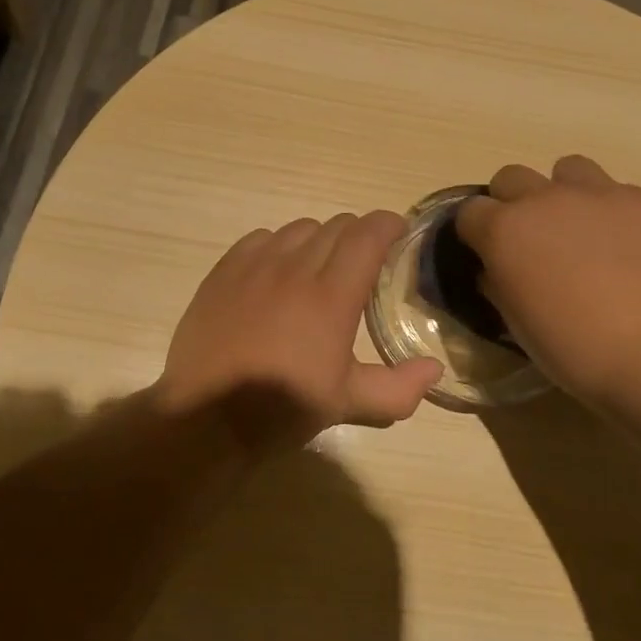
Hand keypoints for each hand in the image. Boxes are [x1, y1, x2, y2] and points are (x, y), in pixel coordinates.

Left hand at [157, 211, 442, 451]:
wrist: (206, 415)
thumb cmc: (282, 408)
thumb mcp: (347, 404)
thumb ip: (398, 387)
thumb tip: (434, 369)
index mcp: (331, 295)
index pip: (368, 234)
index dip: (389, 225)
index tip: (399, 233)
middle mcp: (295, 268)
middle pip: (337, 226)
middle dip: (359, 236)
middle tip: (364, 263)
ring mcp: (255, 265)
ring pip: (299, 228)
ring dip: (320, 240)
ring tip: (319, 267)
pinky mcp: (224, 271)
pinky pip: (261, 238)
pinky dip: (279, 245)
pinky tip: (278, 272)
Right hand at [456, 156, 640, 403]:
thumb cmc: (576, 350)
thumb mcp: (518, 325)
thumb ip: (500, 286)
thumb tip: (497, 271)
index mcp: (505, 230)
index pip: (470, 211)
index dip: (476, 232)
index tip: (488, 254)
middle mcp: (546, 199)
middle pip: (512, 177)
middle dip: (513, 202)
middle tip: (532, 240)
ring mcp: (600, 194)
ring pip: (569, 170)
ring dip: (565, 193)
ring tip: (583, 231)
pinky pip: (620, 193)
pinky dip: (616, 214)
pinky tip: (633, 249)